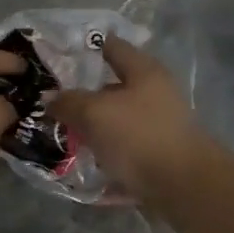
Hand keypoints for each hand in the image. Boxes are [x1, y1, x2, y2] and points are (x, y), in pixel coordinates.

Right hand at [49, 37, 213, 199]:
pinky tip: (84, 161)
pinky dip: (105, 151)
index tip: (57, 56)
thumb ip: (69, 102)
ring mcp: (159, 124)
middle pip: (113, 85)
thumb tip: (49, 99)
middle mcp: (155, 92)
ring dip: (93, 126)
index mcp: (144, 71)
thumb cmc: (139, 136)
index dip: (84, 47)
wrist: (184, 186)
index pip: (111, 46)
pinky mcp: (158, 153)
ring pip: (117, 119)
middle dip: (83, 94)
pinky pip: (124, 147)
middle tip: (52, 101)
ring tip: (63, 133)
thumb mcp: (95, 113)